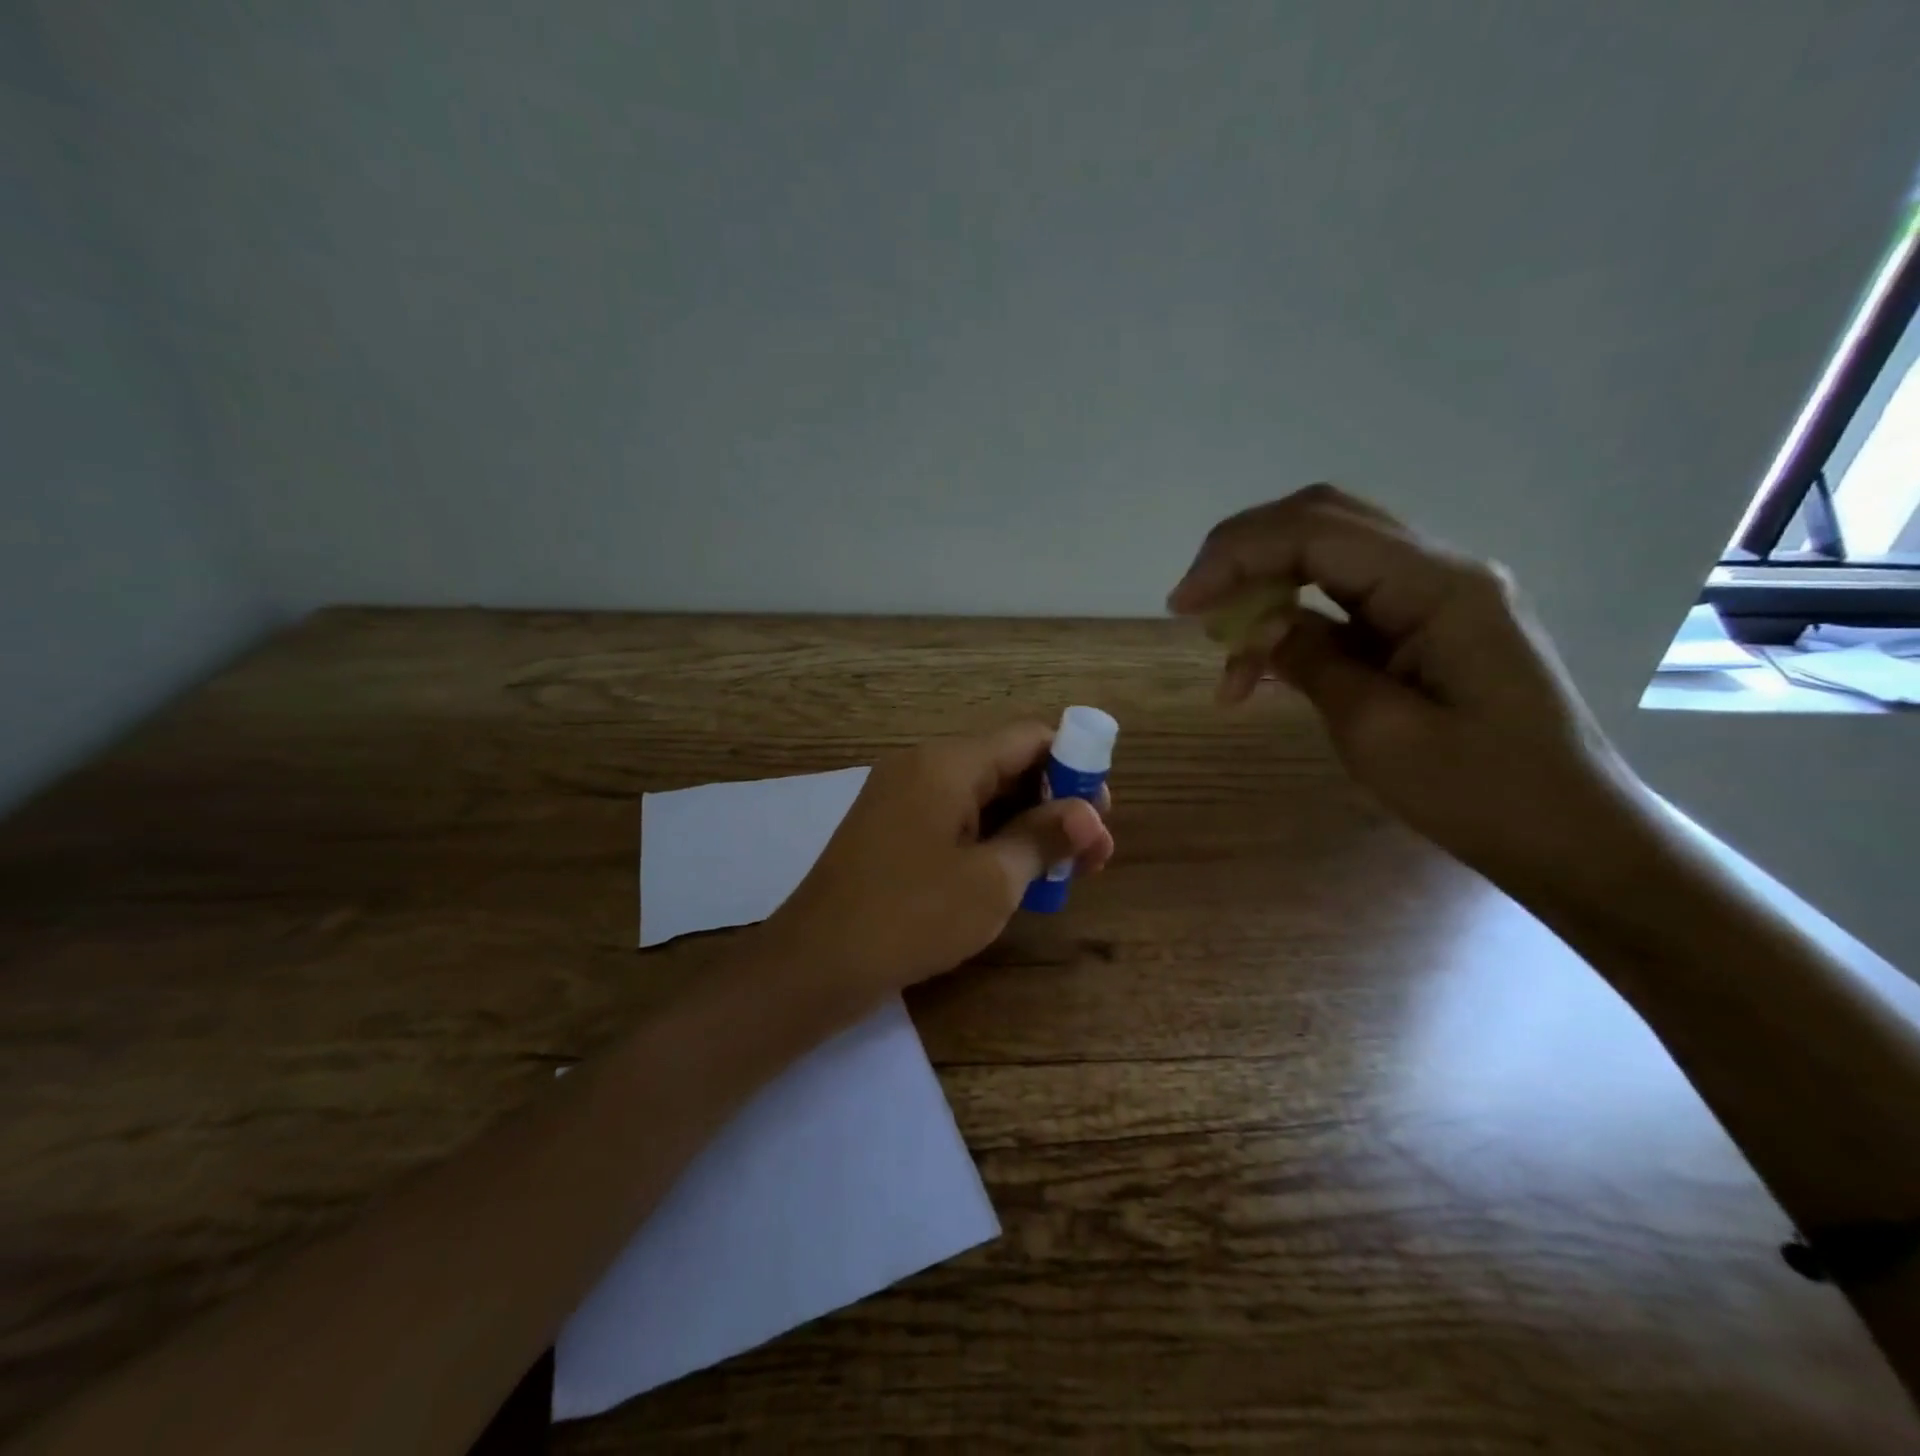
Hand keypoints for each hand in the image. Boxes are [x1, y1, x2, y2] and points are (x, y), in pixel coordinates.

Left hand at [766, 722, 1114, 998]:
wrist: (816, 962)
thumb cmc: (912, 916)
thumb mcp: (992, 880)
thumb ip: (1044, 836)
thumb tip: (1090, 813)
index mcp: (948, 763)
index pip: (1029, 737)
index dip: (1075, 766)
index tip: (1102, 814)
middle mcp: (923, 766)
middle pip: (1007, 764)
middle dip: (1055, 803)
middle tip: (1092, 855)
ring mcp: (903, 797)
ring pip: (983, 795)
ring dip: (1027, 826)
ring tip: (1065, 871)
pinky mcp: (892, 829)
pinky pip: (955, 818)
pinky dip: (992, 838)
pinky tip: (1018, 875)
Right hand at [1168, 485, 1643, 884]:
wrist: (1569, 834)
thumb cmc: (1480, 792)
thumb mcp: (1378, 731)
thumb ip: (1311, 661)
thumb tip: (1256, 626)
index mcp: (1438, 587)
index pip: (1316, 533)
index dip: (1236, 556)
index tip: (1181, 606)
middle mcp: (1440, 571)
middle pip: (1322, 522)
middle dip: (1245, 555)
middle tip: (1193, 606)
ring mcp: (1436, 595)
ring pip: (1329, 556)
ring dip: (1266, 589)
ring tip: (1227, 654)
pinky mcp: (1426, 625)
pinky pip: (1345, 601)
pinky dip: (1293, 621)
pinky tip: (1265, 665)